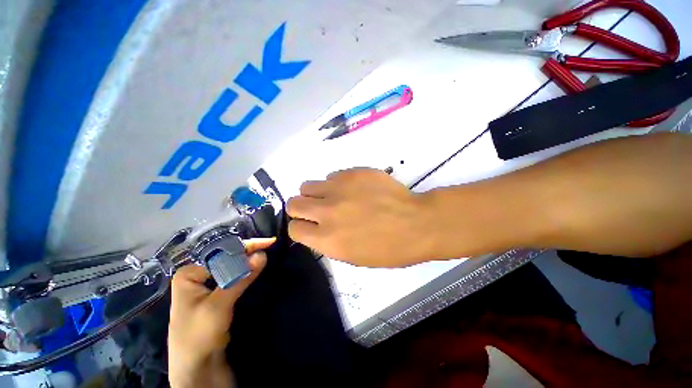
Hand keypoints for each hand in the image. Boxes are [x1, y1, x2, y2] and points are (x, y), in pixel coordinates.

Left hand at [168, 238, 274, 387]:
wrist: (198, 369)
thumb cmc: (199, 335)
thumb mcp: (219, 305)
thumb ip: (241, 277)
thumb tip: (263, 254)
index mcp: (189, 273)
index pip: (223, 253)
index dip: (247, 246)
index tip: (269, 242)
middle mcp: (198, 276)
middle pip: (227, 258)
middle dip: (249, 252)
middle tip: (271, 246)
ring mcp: (208, 287)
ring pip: (232, 268)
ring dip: (249, 261)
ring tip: (268, 252)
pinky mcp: (218, 296)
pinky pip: (234, 278)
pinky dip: (247, 272)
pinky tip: (257, 267)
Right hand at [287, 168, 434, 266]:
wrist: (416, 223)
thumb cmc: (389, 248)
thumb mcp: (353, 257)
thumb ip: (327, 241)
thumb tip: (316, 228)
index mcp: (327, 239)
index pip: (293, 229)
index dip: (300, 227)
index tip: (310, 226)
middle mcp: (327, 211)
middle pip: (293, 202)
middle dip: (302, 207)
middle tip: (318, 210)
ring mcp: (339, 188)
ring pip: (308, 185)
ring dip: (317, 193)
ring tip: (334, 197)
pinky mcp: (352, 173)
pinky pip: (332, 175)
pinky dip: (336, 183)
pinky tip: (354, 189)